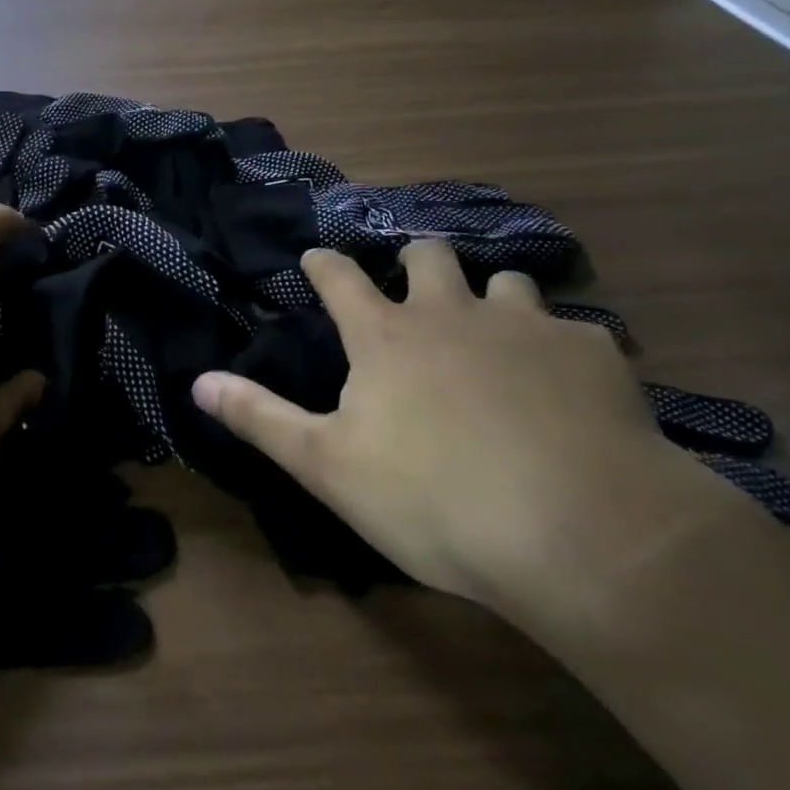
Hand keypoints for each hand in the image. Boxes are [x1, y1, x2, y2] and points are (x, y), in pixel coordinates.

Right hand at [192, 241, 736, 610]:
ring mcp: (526, 326)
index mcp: (386, 337)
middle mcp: (453, 313)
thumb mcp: (327, 466)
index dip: (323, 263)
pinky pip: (573, 332)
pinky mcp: (592, 354)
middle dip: (414, 261)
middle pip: (428, 256)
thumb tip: (197, 381)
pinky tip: (567, 387)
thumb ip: (260, 418)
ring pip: (506, 282)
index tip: (315, 257)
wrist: (583, 533)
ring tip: (494, 330)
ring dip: (491, 298)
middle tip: (414, 284)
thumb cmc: (434, 500)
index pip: (340, 278)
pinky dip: (559, 349)